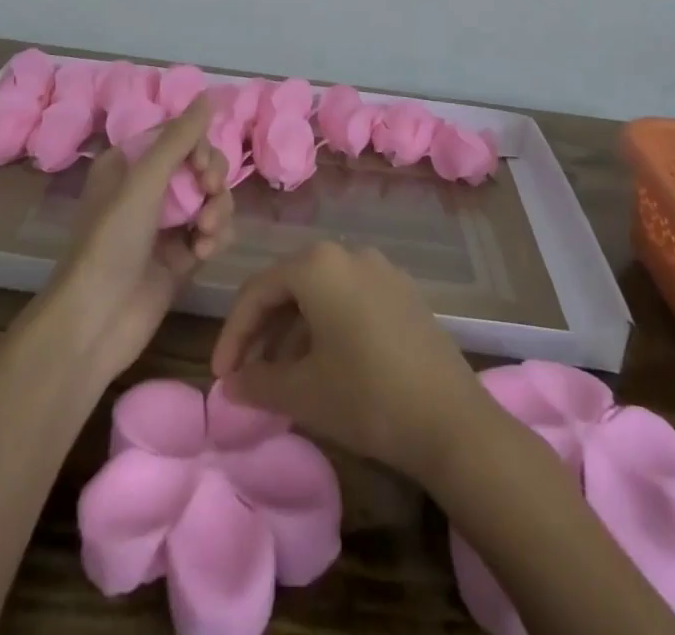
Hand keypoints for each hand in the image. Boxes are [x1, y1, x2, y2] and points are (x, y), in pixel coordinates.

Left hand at [45, 95, 234, 379]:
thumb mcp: (144, 181)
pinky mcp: (180, 257)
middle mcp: (147, 189)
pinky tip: (206, 253)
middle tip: (210, 194)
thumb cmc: (111, 241)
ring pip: (210, 198)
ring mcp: (165, 224)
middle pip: (200, 165)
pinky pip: (213, 231)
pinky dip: (216, 237)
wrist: (95, 323)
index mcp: (129, 163)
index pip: (178, 136)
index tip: (203, 168)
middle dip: (212, 178)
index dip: (199, 146)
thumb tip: (211, 94)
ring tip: (207, 233)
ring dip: (217, 210)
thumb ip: (181, 137)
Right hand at [210, 241, 490, 480]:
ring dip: (294, 330)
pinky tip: (325, 363)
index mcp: (317, 265)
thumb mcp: (303, 393)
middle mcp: (347, 253)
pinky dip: (327, 325)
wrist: (452, 420)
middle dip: (262, 331)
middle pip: (289, 286)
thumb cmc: (366, 397)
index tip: (221, 376)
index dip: (233, 334)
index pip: (257, 291)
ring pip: (320, 292)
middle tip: (246, 374)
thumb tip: (230, 385)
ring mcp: (380, 269)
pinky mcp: (403, 292)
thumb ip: (257, 382)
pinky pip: (350, 299)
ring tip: (282, 376)